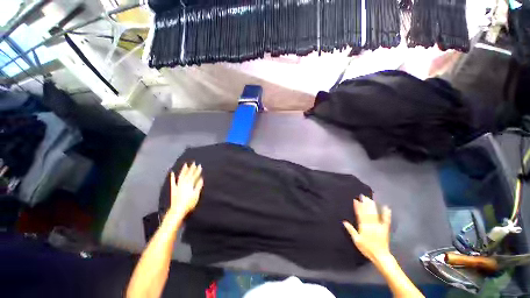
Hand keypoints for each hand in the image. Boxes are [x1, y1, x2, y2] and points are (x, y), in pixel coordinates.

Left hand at [168, 162, 203, 218]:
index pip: (195, 176)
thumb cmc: (189, 203)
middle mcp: (183, 183)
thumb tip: (201, 179)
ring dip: (183, 170)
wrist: (177, 210)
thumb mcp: (196, 195)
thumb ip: (198, 186)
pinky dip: (172, 177)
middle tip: (194, 163)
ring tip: (185, 165)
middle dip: (192, 168)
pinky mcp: (173, 189)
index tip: (200, 166)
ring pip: (181, 176)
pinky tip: (172, 172)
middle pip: (188, 174)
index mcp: (190, 184)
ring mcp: (178, 185)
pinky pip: (172, 182)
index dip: (197, 171)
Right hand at [343, 195, 391, 263]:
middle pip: (367, 212)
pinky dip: (386, 214)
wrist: (380, 256)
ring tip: (370, 199)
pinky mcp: (385, 228)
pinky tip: (386, 207)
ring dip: (372, 206)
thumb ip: (351, 230)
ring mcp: (378, 226)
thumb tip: (344, 222)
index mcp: (363, 227)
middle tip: (363, 196)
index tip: (356, 200)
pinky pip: (386, 220)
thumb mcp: (356, 240)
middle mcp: (371, 224)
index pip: (359, 214)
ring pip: (375, 214)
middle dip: (365, 203)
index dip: (357, 207)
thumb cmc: (367, 248)